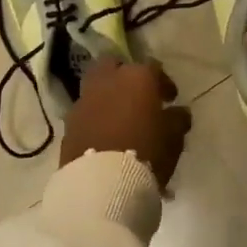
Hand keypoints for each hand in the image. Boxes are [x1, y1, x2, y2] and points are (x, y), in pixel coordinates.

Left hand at [60, 58, 192, 187]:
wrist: (102, 181)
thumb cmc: (146, 151)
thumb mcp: (174, 138)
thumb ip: (178, 119)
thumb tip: (178, 112)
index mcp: (138, 77)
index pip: (153, 68)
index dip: (163, 83)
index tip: (170, 99)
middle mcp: (108, 80)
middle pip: (114, 65)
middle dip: (124, 75)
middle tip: (136, 95)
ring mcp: (85, 99)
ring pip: (96, 86)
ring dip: (107, 95)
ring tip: (119, 116)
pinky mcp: (69, 122)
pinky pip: (85, 111)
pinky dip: (94, 116)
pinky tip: (104, 133)